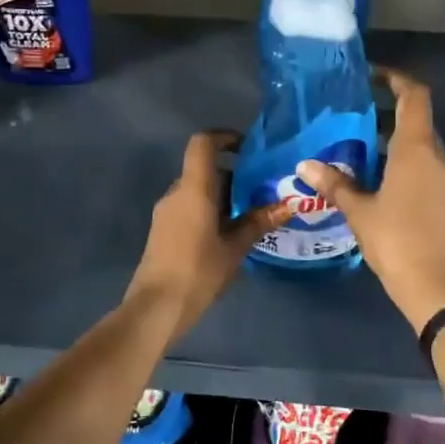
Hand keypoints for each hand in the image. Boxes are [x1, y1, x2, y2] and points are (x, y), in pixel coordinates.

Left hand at [126, 131, 286, 340]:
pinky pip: (191, 208)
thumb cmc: (198, 271)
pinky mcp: (164, 230)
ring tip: (253, 216)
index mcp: (193, 188)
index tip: (248, 148)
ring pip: (199, 191)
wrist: (156, 307)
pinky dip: (212, 212)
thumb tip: (287, 205)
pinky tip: (231, 235)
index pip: (203, 143)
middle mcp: (176, 193)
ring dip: (224, 198)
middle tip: (263, 192)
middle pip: (205, 170)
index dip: (224, 137)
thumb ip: (258, 222)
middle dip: (235, 177)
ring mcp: (167, 212)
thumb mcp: (235, 248)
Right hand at [299, 68, 444, 331]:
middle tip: (352, 110)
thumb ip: (335, 184)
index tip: (372, 74)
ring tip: (355, 140)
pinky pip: (421, 164)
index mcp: (416, 150)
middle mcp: (435, 157)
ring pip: (418, 143)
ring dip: (392, 136)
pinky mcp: (442, 198)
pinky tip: (372, 173)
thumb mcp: (360, 212)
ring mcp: (442, 178)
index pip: (415, 97)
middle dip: (388, 108)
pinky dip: (399, 158)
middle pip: (417, 118)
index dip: (397, 79)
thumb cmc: (397, 241)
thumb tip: (305, 164)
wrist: (437, 288)